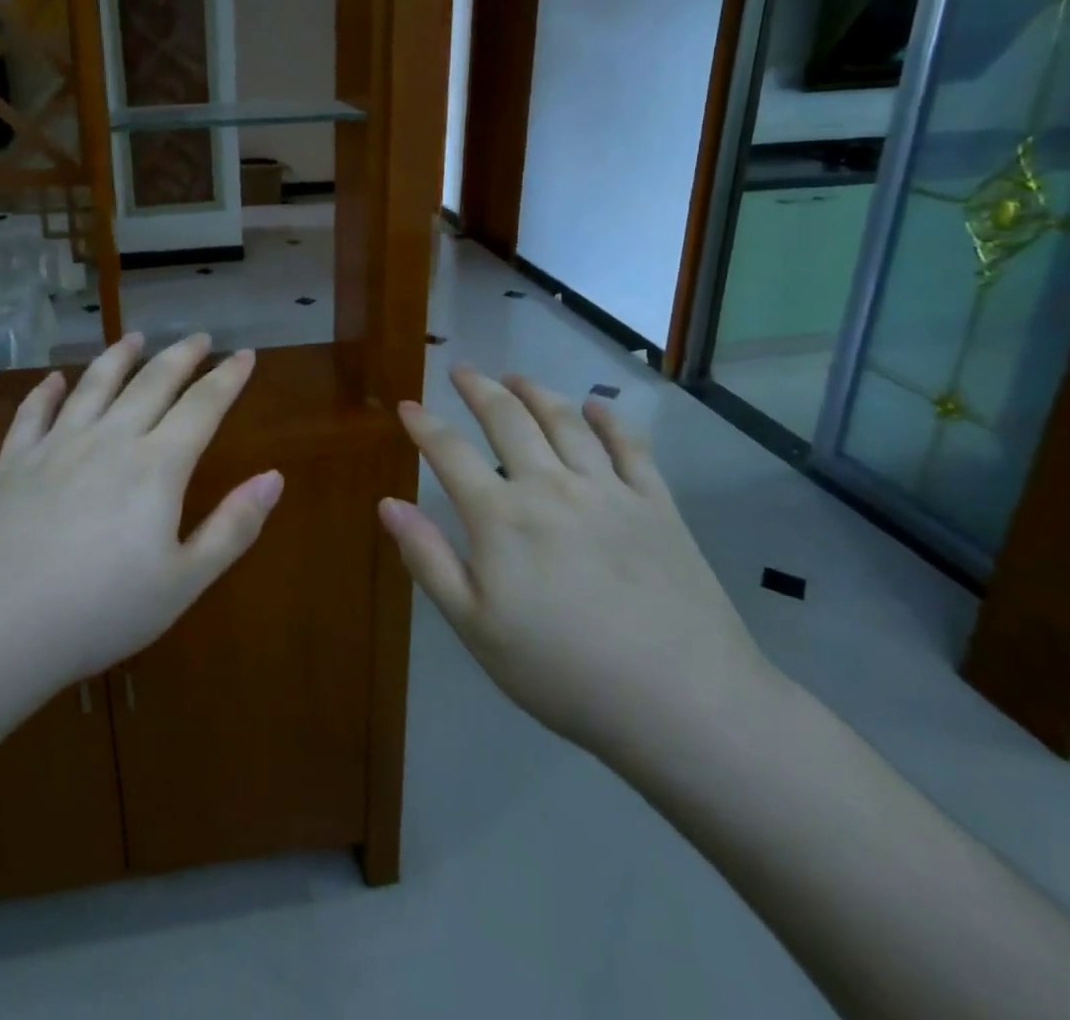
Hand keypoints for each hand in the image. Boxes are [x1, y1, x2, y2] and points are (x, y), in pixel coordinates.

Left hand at [0, 332, 282, 697]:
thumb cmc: (99, 613)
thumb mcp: (183, 582)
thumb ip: (233, 527)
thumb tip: (274, 477)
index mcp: (156, 467)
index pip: (202, 406)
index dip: (227, 378)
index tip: (245, 355)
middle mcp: (109, 440)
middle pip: (152, 383)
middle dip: (180, 356)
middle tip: (199, 337)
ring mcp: (56, 447)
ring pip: (94, 385)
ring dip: (118, 357)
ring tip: (134, 338)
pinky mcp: (12, 463)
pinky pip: (34, 413)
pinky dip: (48, 390)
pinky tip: (55, 378)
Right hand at [380, 366, 773, 776]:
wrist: (680, 700)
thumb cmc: (562, 671)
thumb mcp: (475, 626)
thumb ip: (428, 559)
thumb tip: (388, 503)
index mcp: (501, 516)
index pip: (450, 452)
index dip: (424, 425)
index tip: (407, 405)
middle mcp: (551, 486)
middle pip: (508, 419)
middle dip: (479, 389)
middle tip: (463, 369)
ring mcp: (608, 490)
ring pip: (565, 420)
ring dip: (536, 392)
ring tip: (517, 377)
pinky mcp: (656, 504)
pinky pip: (630, 445)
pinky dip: (609, 418)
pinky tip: (596, 405)